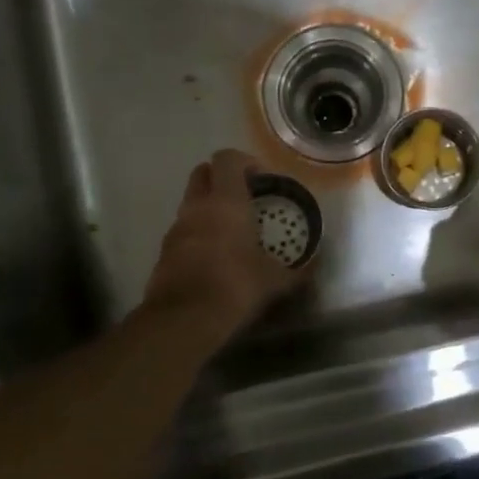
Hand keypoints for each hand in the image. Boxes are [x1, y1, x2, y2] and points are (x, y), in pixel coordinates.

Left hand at [141, 149, 302, 347]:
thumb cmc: (235, 286)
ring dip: (208, 207)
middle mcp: (197, 206)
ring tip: (231, 231)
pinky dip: (197, 232)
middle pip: (202, 172)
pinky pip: (183, 229)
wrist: (184, 319)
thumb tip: (315, 264)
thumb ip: (297, 270)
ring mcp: (176, 227)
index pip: (227, 158)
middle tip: (244, 199)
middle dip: (222, 178)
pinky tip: (214, 256)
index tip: (261, 180)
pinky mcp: (164, 251)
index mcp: (226, 201)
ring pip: (191, 202)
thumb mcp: (275, 280)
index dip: (245, 162)